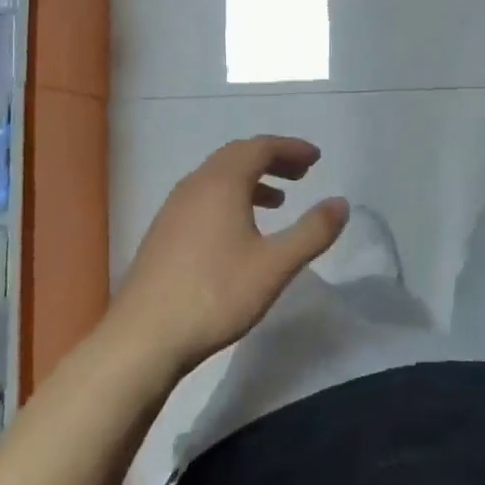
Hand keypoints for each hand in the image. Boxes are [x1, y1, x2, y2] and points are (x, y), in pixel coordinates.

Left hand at [108, 136, 349, 374]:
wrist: (143, 338)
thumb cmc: (215, 295)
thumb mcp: (275, 265)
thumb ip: (312, 232)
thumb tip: (341, 203)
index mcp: (222, 183)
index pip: (260, 147)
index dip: (291, 148)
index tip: (316, 158)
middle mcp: (195, 185)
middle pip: (237, 155)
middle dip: (272, 159)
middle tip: (302, 173)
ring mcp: (174, 208)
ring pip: (218, 177)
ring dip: (251, 179)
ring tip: (278, 200)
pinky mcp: (164, 232)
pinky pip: (204, 197)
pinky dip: (230, 197)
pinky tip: (240, 230)